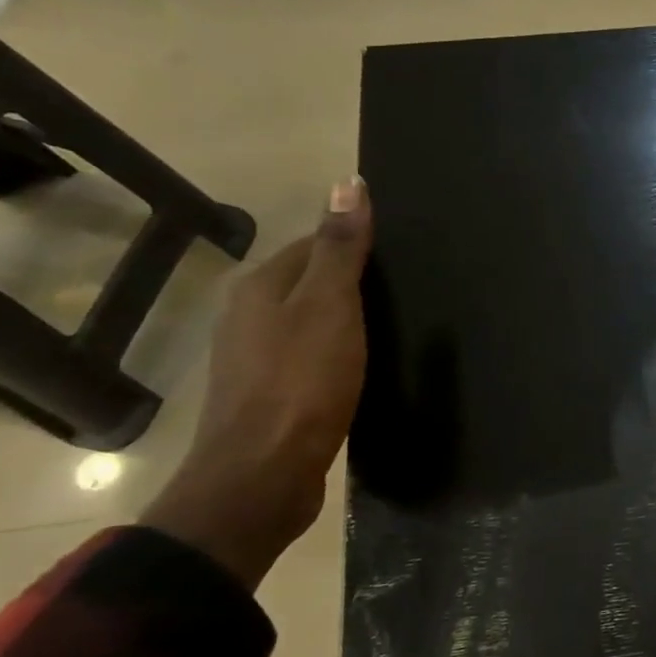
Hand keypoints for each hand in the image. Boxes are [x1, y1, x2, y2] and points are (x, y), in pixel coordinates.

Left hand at [141, 178, 373, 586]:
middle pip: (310, 282)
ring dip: (344, 321)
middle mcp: (249, 315)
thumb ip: (341, 248)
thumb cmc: (301, 382)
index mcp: (262, 286)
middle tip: (406, 295)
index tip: (402, 261)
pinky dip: (336, 355)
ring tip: (390, 330)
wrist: (263, 475)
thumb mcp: (330, 306)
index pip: (315, 244)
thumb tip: (348, 182)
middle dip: (352, 284)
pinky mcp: (270, 395)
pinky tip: (361, 368)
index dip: (358, 246)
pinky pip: (309, 357)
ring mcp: (254, 358)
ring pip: (309, 322)